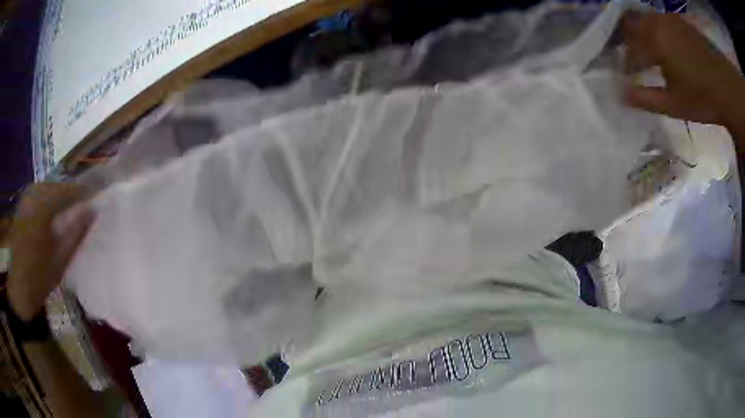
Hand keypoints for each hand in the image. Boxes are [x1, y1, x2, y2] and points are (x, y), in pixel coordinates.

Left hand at [7, 183, 93, 321]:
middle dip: (70, 192)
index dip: (82, 191)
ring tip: (70, 206)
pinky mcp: (21, 204)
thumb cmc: (39, 279)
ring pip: (47, 187)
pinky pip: (38, 193)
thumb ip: (76, 233)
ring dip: (59, 195)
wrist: (18, 288)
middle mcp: (32, 195)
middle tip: (84, 202)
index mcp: (42, 208)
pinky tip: (53, 210)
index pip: (66, 190)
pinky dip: (48, 198)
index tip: (96, 194)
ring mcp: (25, 198)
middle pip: (56, 186)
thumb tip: (92, 211)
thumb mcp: (60, 261)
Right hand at [621, 12, 744, 127]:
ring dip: (639, 33)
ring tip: (643, 50)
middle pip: (630, 24)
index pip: (631, 52)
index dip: (627, 66)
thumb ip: (647, 99)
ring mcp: (667, 19)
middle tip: (627, 56)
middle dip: (626, 40)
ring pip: (643, 19)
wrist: (725, 85)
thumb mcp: (675, 105)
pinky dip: (653, 30)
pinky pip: (657, 20)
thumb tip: (621, 96)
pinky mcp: (677, 20)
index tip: (626, 78)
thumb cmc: (702, 97)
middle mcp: (656, 23)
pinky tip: (660, 44)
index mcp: (654, 42)